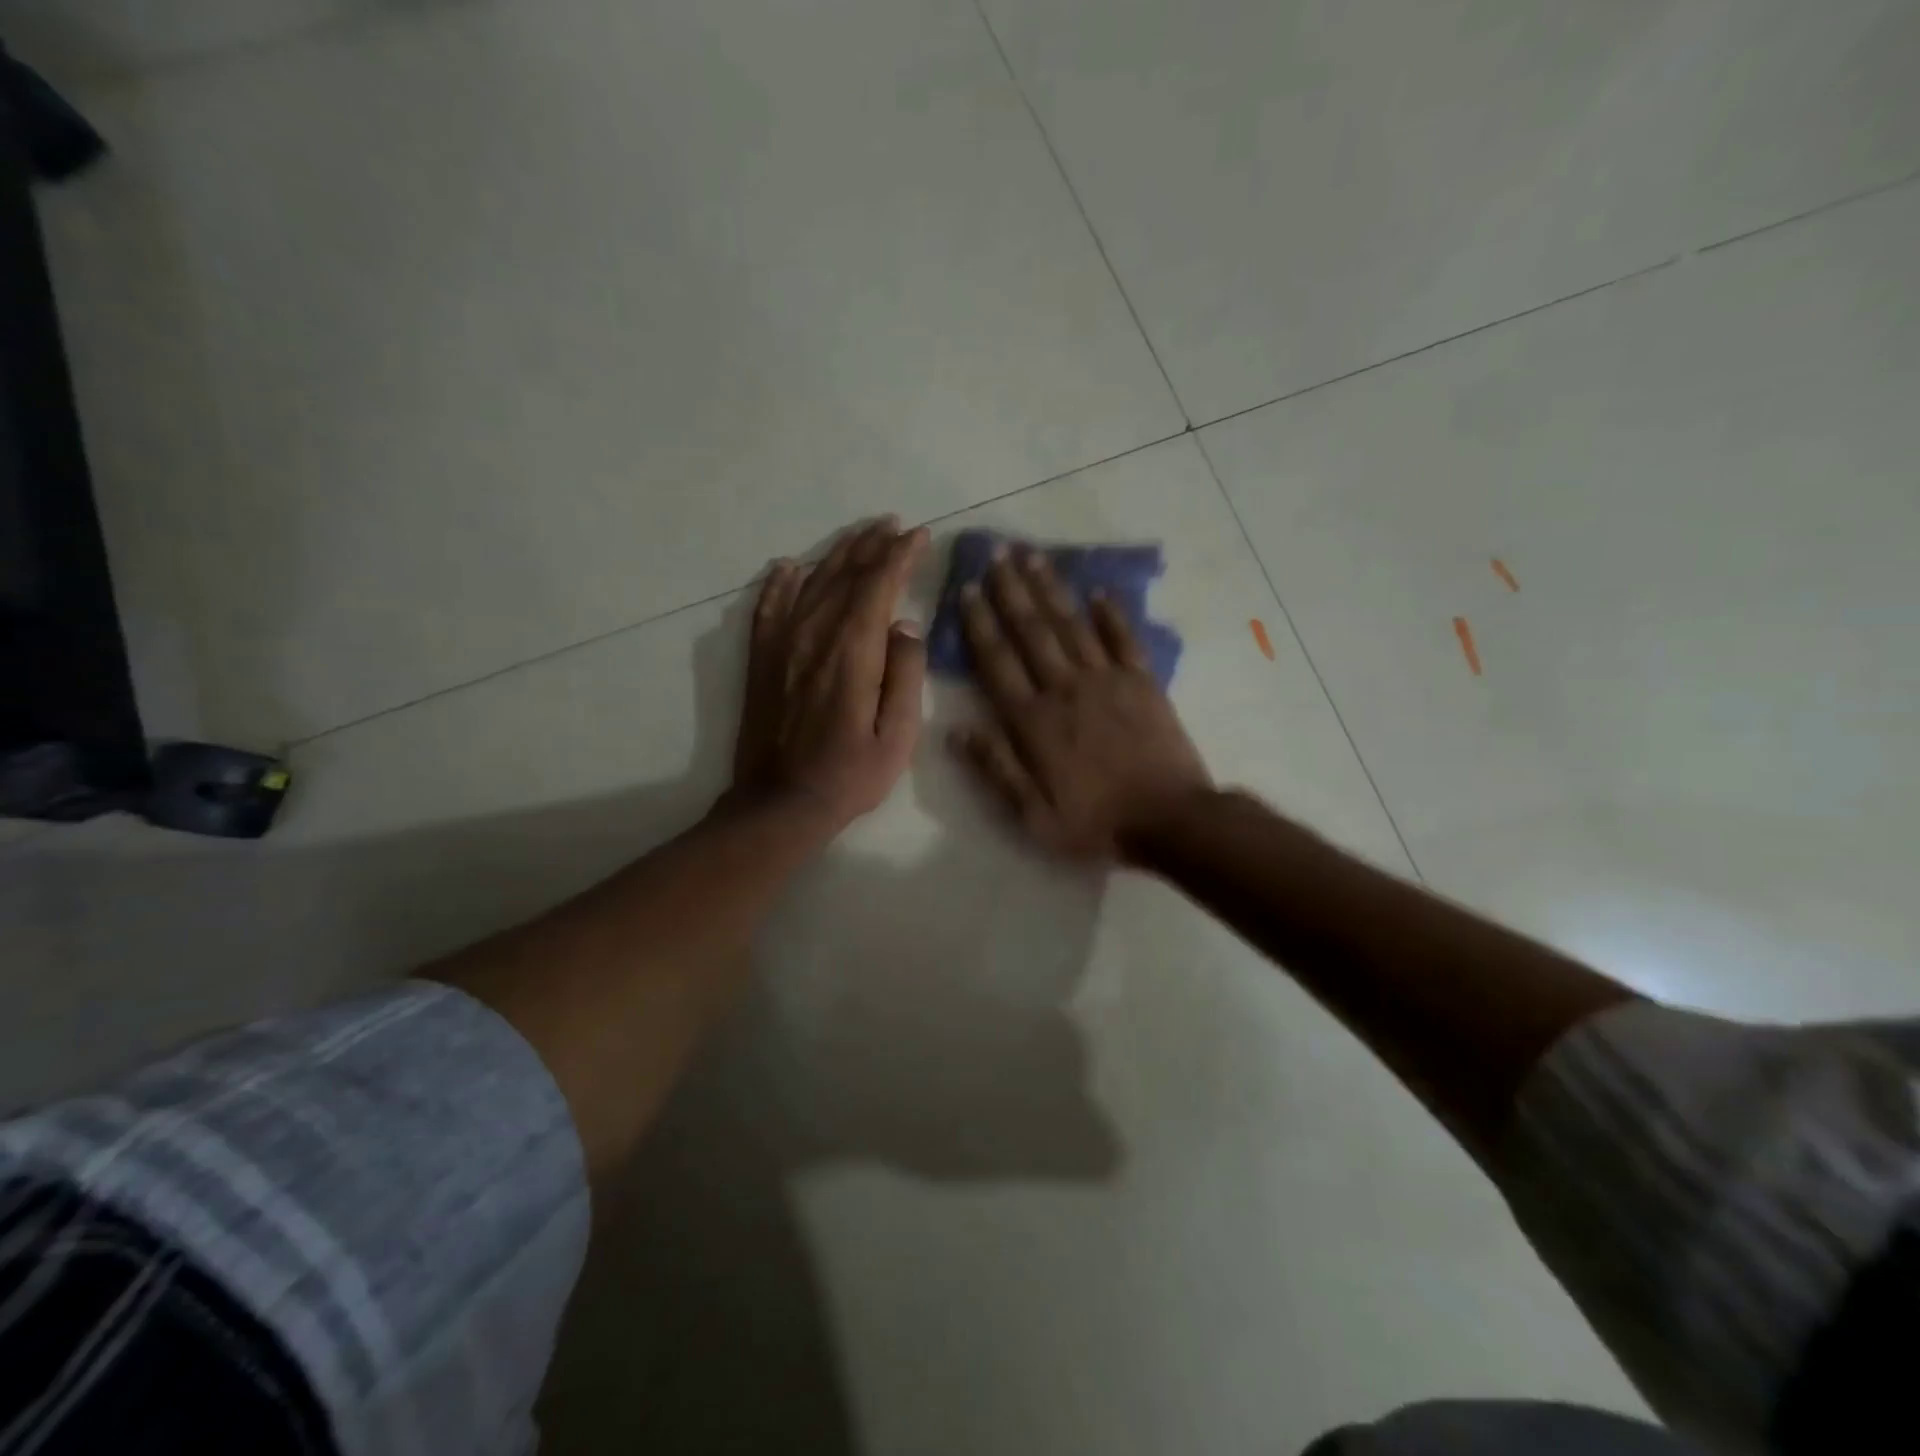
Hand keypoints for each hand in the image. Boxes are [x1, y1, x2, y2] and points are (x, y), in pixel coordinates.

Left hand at [729, 517, 929, 835]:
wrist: (781, 803)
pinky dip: (779, 583)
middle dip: (872, 545)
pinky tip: (788, 567)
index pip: (879, 585)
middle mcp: (814, 635)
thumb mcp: (898, 736)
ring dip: (836, 554)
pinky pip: (768, 608)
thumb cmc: (849, 775)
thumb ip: (906, 674)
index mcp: (853, 651)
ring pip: (810, 583)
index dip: (900, 555)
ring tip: (858, 535)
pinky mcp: (761, 660)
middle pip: (845, 575)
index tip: (918, 535)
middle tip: (893, 525)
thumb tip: (905, 624)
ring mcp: (782, 644)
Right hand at [950, 545, 1211, 861]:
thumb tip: (956, 731)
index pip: (998, 662)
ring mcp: (1107, 681)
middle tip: (996, 554)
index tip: (968, 590)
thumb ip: (996, 770)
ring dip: (1051, 589)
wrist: (1170, 820)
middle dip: (1011, 591)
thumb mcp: (1033, 816)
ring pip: (1072, 625)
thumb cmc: (1096, 823)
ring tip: (1033, 557)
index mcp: (1034, 721)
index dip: (980, 624)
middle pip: (1032, 631)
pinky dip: (1111, 613)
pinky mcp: (1143, 682)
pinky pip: (1124, 638)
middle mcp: (1065, 689)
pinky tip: (1098, 590)